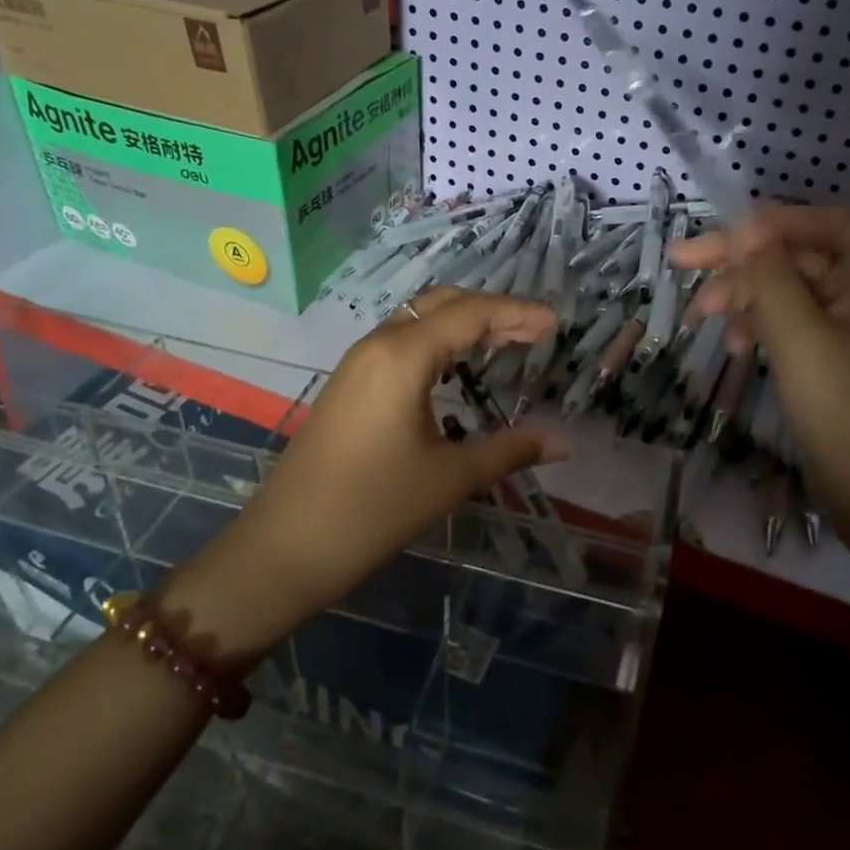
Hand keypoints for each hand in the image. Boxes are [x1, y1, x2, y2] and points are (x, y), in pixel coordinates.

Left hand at [177, 289, 565, 648]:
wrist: (286, 545)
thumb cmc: (373, 508)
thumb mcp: (450, 478)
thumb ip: (510, 450)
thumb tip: (563, 442)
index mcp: (404, 355)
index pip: (472, 314)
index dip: (518, 313)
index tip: (555, 324)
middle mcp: (378, 344)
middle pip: (443, 303)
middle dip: (492, 310)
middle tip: (534, 331)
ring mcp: (357, 362)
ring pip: (418, 318)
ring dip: (462, 322)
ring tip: (504, 342)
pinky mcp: (347, 383)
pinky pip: (400, 340)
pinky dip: (437, 340)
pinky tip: (455, 368)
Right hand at [671, 205, 849, 533]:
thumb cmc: (841, 405)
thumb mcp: (797, 334)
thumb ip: (769, 276)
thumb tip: (745, 227)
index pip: (834, 221)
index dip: (784, 219)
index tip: (732, 232)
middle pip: (797, 254)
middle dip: (742, 257)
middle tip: (682, 260)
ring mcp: (843, 328)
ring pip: (785, 289)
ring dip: (741, 293)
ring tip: (700, 315)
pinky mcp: (826, 358)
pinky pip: (786, 322)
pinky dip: (756, 324)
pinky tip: (732, 344)